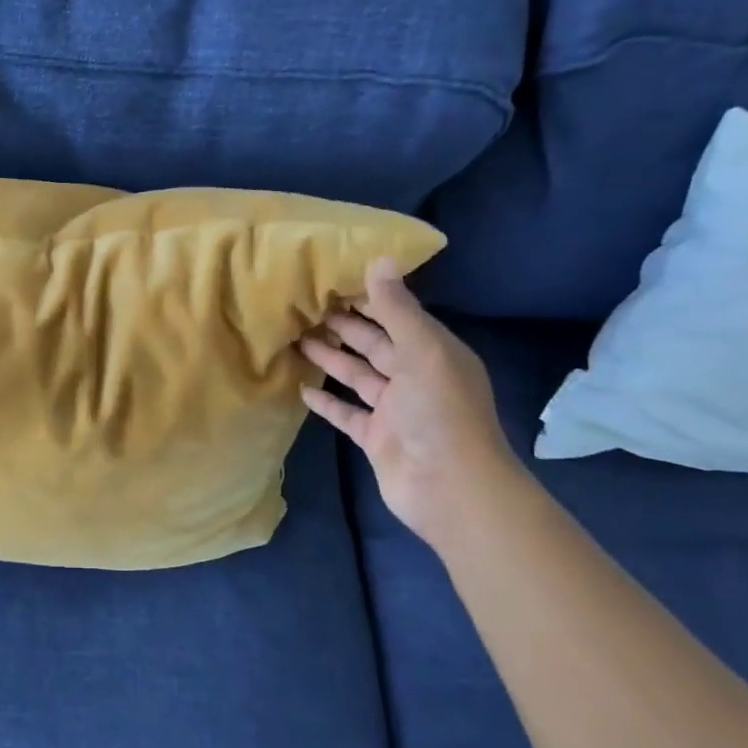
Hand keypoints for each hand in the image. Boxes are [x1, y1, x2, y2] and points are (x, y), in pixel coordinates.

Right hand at [299, 257, 522, 545]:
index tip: (332, 280)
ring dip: (330, 359)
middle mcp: (415, 378)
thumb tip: (380, 258)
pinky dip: (326, 402)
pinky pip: (347, 413)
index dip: (369, 298)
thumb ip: (397, 309)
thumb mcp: (422, 351)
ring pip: (358, 376)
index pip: (398, 317)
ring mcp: (395, 410)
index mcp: (434, 353)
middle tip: (305, 307)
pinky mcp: (376, 438)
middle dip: (344, 326)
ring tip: (296, 339)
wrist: (451, 488)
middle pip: (375, 345)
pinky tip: (302, 389)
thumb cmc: (439, 412)